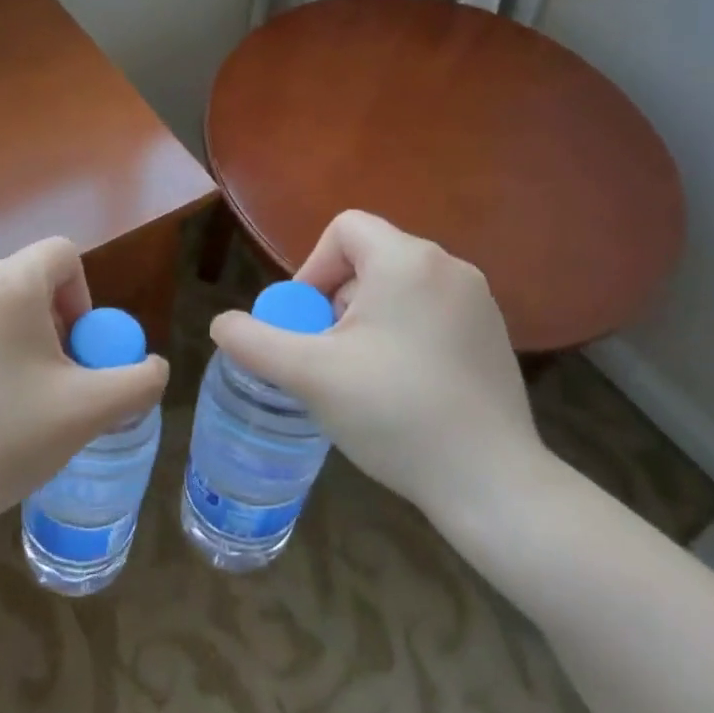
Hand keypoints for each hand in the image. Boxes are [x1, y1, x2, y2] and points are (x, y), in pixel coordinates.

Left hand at [0, 237, 169, 543]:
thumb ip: (139, 381)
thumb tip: (152, 367)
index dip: (83, 296)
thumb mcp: (90, 411)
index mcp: (8, 285)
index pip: (61, 253)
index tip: (78, 349)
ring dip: (17, 338)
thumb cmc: (7, 439)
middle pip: (27, 280)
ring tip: (15, 398)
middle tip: (54, 378)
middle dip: (53, 322)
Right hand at [208, 210, 549, 537]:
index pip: (343, 229)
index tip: (307, 324)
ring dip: (365, 321)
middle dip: (335, 302)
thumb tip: (222, 324)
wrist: (492, 482)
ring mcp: (478, 302)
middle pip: (368, 260)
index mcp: (407, 261)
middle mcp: (449, 267)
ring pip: (397, 289)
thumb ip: (253, 341)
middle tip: (328, 357)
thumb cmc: (395, 414)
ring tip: (360, 376)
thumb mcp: (309, 374)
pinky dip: (401, 335)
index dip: (311, 269)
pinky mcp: (492, 335)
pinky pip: (428, 313)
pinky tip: (400, 388)